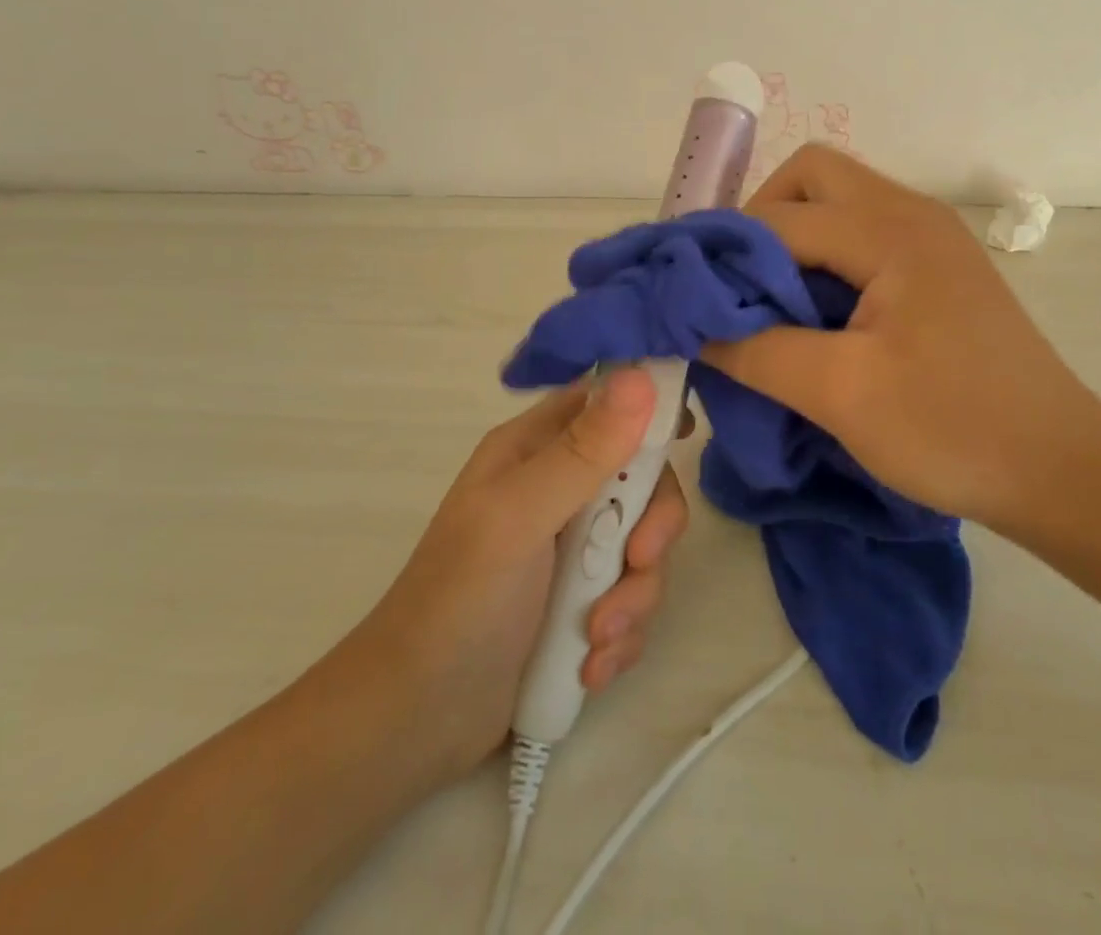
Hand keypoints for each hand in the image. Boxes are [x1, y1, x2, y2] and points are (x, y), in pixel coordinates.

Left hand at [306, 370, 687, 789]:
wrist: (416, 725)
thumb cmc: (460, 601)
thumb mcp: (520, 517)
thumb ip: (584, 451)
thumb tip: (641, 376)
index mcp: (535, 451)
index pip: (605, 404)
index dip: (648, 410)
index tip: (684, 433)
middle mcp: (559, 491)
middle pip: (642, 481)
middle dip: (650, 528)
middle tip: (636, 561)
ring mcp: (572, 551)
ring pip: (644, 547)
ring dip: (634, 596)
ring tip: (596, 638)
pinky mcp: (582, 604)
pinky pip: (633, 600)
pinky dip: (622, 634)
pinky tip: (590, 665)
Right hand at [703, 145, 1100, 528]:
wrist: (1061, 470)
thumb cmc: (955, 428)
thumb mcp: (842, 394)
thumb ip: (757, 352)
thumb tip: (692, 329)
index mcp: (890, 231)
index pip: (779, 217)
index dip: (723, 253)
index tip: (686, 296)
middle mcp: (910, 214)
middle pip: (811, 177)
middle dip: (760, 220)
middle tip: (737, 285)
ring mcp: (929, 239)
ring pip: (837, 203)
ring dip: (791, 239)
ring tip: (764, 303)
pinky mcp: (936, 270)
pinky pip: (861, 237)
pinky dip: (821, 259)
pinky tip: (810, 314)